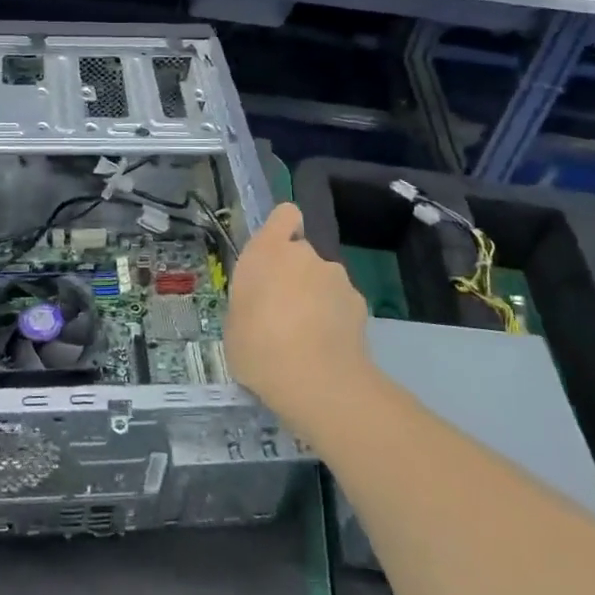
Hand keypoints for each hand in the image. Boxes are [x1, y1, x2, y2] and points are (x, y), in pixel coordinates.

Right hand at [225, 203, 372, 432]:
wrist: (316, 380)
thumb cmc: (258, 347)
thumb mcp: (235, 324)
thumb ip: (250, 302)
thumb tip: (261, 307)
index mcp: (267, 251)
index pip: (285, 214)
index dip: (283, 229)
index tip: (275, 253)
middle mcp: (304, 254)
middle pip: (302, 253)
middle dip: (296, 275)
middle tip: (283, 311)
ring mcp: (336, 277)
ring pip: (323, 280)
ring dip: (317, 298)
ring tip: (307, 337)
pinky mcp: (360, 303)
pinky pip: (342, 304)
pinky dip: (336, 319)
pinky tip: (328, 348)